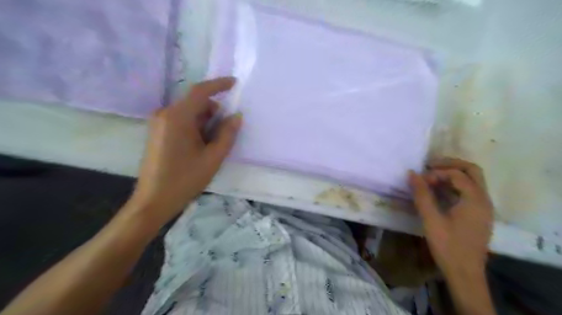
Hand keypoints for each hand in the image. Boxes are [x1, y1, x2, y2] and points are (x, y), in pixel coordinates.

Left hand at [129, 76, 241, 223]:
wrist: (154, 201)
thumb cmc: (185, 179)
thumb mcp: (213, 158)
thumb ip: (227, 134)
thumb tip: (237, 116)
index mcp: (178, 117)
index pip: (200, 92)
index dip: (219, 85)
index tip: (235, 83)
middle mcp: (165, 114)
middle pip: (196, 103)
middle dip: (214, 113)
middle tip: (224, 134)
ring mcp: (159, 123)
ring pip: (190, 113)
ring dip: (205, 123)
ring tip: (210, 146)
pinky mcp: (157, 132)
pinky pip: (181, 121)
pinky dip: (195, 128)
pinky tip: (199, 147)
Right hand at [409, 159, 492, 275]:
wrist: (464, 273)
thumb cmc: (447, 245)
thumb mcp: (431, 219)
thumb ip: (421, 194)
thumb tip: (411, 173)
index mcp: (475, 199)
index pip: (457, 174)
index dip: (437, 173)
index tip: (420, 180)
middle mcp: (484, 200)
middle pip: (472, 171)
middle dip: (450, 164)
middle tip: (430, 165)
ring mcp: (483, 207)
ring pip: (472, 180)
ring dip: (453, 174)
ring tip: (432, 176)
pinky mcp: (479, 214)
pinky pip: (469, 191)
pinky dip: (455, 186)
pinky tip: (439, 191)